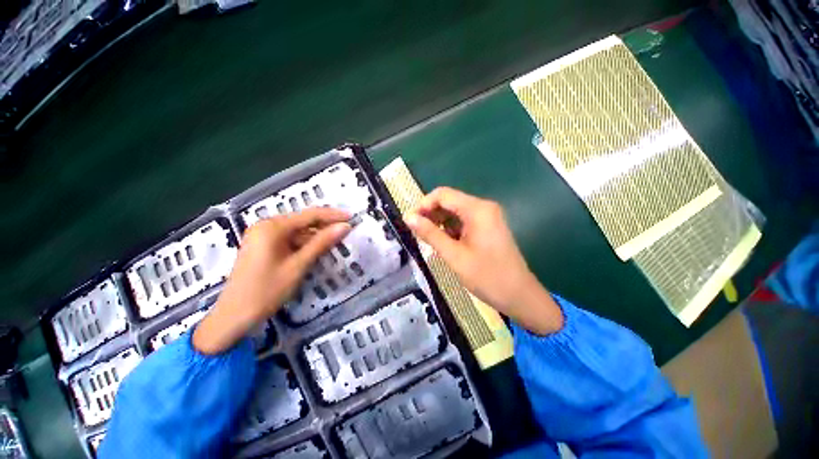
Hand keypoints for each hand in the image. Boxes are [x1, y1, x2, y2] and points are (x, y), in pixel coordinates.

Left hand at [193, 208, 350, 353]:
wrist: (236, 312)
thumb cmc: (267, 291)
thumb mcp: (296, 268)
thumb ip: (320, 245)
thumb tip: (344, 227)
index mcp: (272, 226)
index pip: (308, 215)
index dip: (331, 216)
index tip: (352, 217)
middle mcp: (264, 225)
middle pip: (298, 222)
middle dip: (321, 228)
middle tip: (345, 235)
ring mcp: (258, 236)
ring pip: (290, 233)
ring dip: (310, 239)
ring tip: (332, 245)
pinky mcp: (257, 248)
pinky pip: (281, 241)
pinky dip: (297, 247)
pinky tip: (311, 254)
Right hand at [405, 187, 562, 334]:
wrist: (518, 294)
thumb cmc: (487, 276)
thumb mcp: (455, 256)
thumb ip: (431, 234)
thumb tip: (408, 217)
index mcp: (478, 209)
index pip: (443, 194)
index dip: (423, 205)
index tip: (409, 223)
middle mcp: (484, 207)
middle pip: (450, 201)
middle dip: (431, 215)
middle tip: (416, 235)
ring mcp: (490, 218)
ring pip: (457, 212)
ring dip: (441, 224)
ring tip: (429, 243)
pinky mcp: (491, 228)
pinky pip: (466, 222)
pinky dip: (453, 230)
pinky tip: (445, 246)